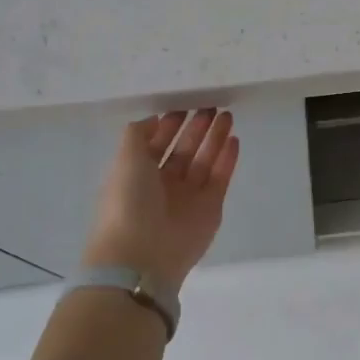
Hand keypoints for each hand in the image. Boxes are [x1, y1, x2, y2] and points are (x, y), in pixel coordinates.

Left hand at [83, 110, 239, 290]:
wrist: (143, 254)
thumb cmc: (128, 201)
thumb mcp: (125, 158)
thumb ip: (138, 134)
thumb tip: (155, 119)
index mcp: (138, 174)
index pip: (157, 144)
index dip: (169, 125)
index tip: (184, 105)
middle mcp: (163, 184)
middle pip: (183, 150)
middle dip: (196, 129)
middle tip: (211, 106)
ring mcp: (188, 197)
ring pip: (204, 161)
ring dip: (215, 139)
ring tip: (227, 116)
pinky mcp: (211, 208)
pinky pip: (220, 178)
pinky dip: (227, 160)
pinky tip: (234, 139)